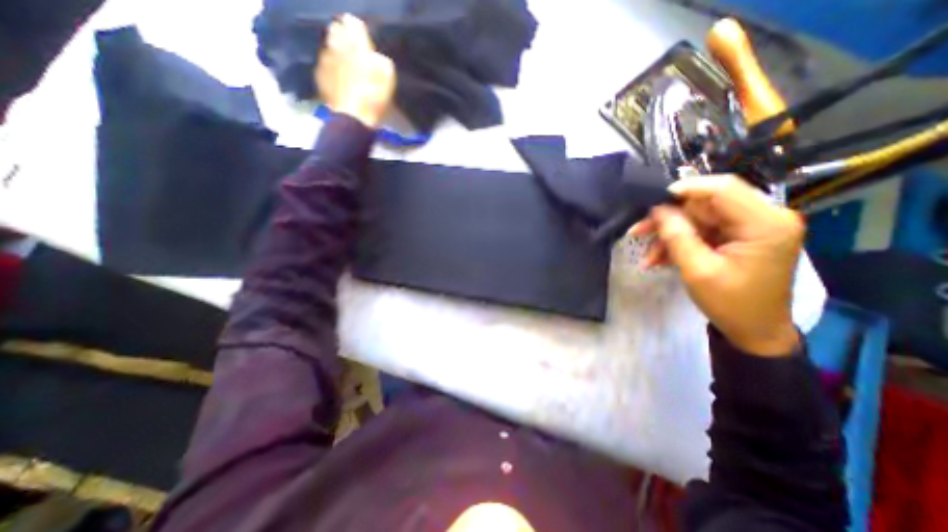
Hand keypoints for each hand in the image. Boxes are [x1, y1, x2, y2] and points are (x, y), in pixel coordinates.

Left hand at [316, 12, 395, 125]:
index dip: (359, 32)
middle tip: (354, 53)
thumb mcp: (388, 76)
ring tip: (346, 69)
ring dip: (337, 54)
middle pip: (336, 31)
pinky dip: (331, 70)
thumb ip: (379, 59)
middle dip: (344, 39)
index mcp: (355, 42)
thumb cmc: (374, 96)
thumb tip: (374, 55)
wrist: (353, 117)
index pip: (353, 23)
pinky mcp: (319, 75)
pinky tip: (339, 82)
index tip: (364, 41)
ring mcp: (325, 59)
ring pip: (330, 48)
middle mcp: (336, 44)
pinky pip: (325, 66)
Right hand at [633, 175, 801, 355]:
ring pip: (698, 219)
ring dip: (670, 235)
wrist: (754, 331)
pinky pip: (702, 232)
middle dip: (669, 220)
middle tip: (638, 232)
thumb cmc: (731, 304)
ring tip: (648, 256)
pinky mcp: (740, 237)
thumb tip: (658, 209)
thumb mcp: (698, 270)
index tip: (652, 202)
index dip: (684, 190)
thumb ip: (677, 236)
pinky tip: (660, 259)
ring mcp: (751, 228)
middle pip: (705, 205)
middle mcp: (764, 218)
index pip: (722, 189)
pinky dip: (680, 243)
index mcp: (765, 223)